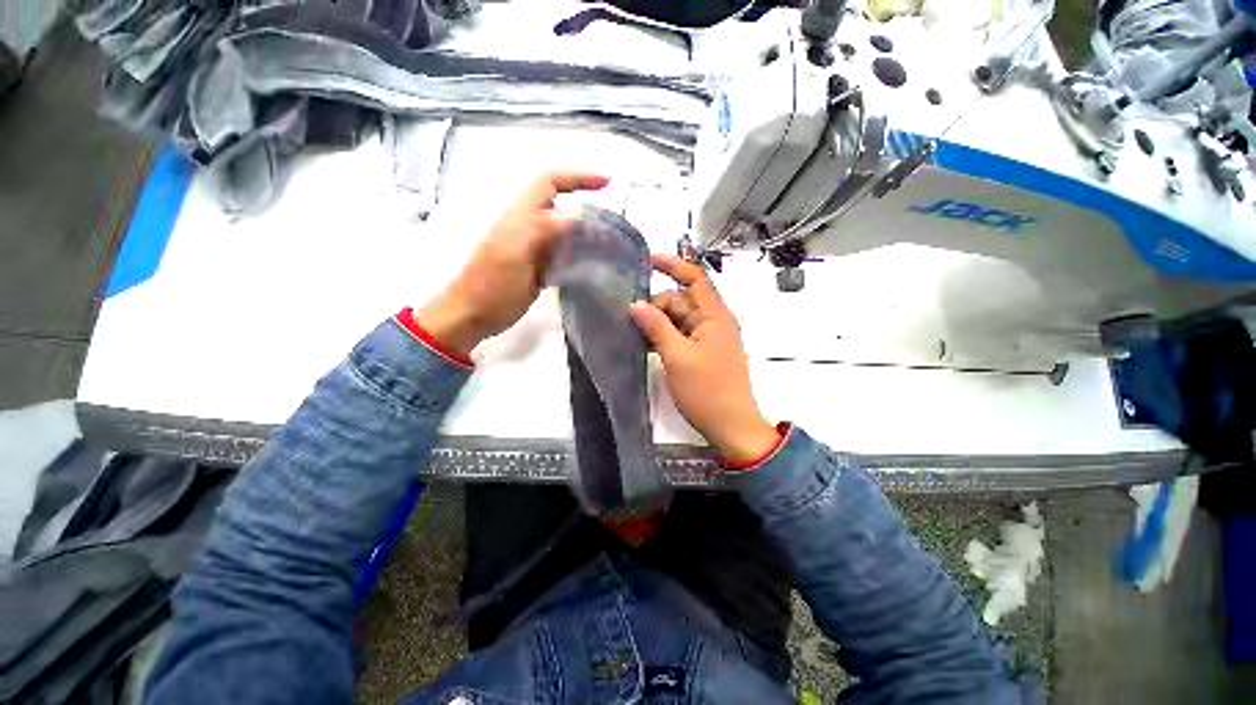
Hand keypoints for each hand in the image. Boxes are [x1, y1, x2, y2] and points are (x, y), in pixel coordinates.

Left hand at [416, 171, 609, 354]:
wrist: (472, 315)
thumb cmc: (491, 285)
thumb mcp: (514, 253)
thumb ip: (542, 229)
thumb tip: (577, 215)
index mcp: (521, 217)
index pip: (550, 183)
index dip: (577, 178)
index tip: (607, 184)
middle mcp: (529, 228)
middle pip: (562, 209)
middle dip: (587, 211)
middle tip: (612, 230)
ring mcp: (534, 250)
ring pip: (564, 234)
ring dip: (586, 237)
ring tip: (609, 248)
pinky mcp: (538, 270)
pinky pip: (562, 257)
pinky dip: (578, 258)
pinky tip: (591, 267)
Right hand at [629, 255, 778, 465]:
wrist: (730, 426)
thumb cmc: (707, 390)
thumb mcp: (677, 356)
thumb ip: (657, 327)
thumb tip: (636, 304)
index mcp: (714, 315)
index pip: (695, 278)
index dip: (673, 265)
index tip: (647, 260)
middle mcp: (713, 322)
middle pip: (681, 302)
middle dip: (656, 306)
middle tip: (628, 317)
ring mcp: (709, 339)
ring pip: (679, 320)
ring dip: (658, 324)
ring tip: (632, 332)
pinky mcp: (703, 354)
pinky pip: (681, 336)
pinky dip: (664, 337)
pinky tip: (645, 345)